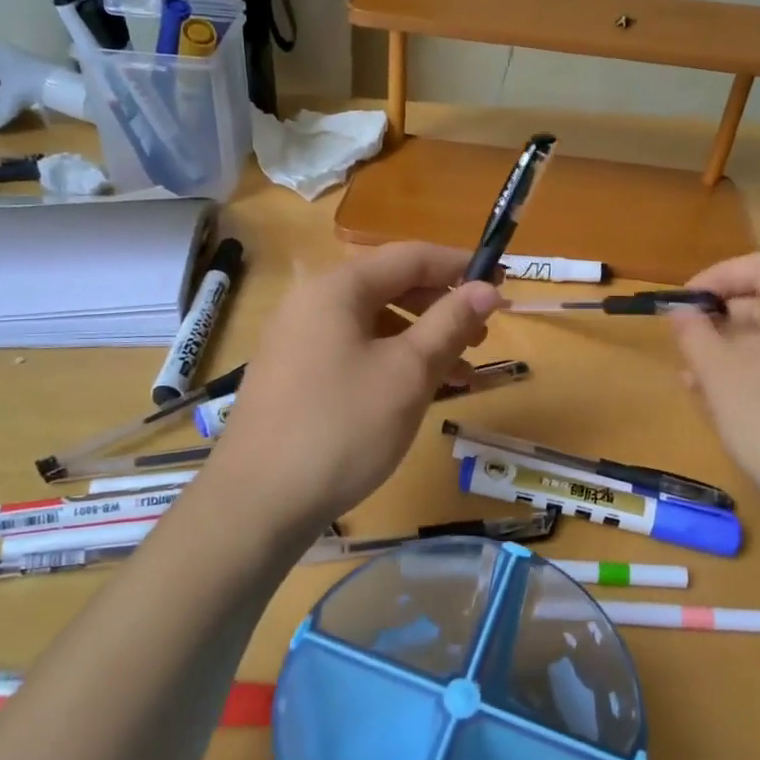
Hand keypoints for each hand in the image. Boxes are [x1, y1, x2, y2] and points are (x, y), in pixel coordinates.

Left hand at [204, 242, 499, 546]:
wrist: (258, 502)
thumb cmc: (343, 427)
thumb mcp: (408, 373)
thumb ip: (450, 323)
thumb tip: (487, 288)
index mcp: (337, 288)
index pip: (410, 257)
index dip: (460, 267)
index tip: (501, 284)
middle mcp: (312, 302)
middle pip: (390, 287)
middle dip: (442, 307)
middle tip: (483, 335)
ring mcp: (297, 340)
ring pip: (374, 324)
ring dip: (422, 340)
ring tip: (462, 372)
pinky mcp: (294, 375)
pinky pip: (354, 351)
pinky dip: (392, 362)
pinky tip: (419, 392)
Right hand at [669, 253, 759, 525]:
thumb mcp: (719, 375)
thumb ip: (695, 335)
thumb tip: (681, 312)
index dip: (721, 274)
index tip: (688, 300)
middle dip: (719, 316)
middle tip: (686, 340)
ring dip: (728, 348)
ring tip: (692, 376)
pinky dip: (748, 372)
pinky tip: (718, 402)